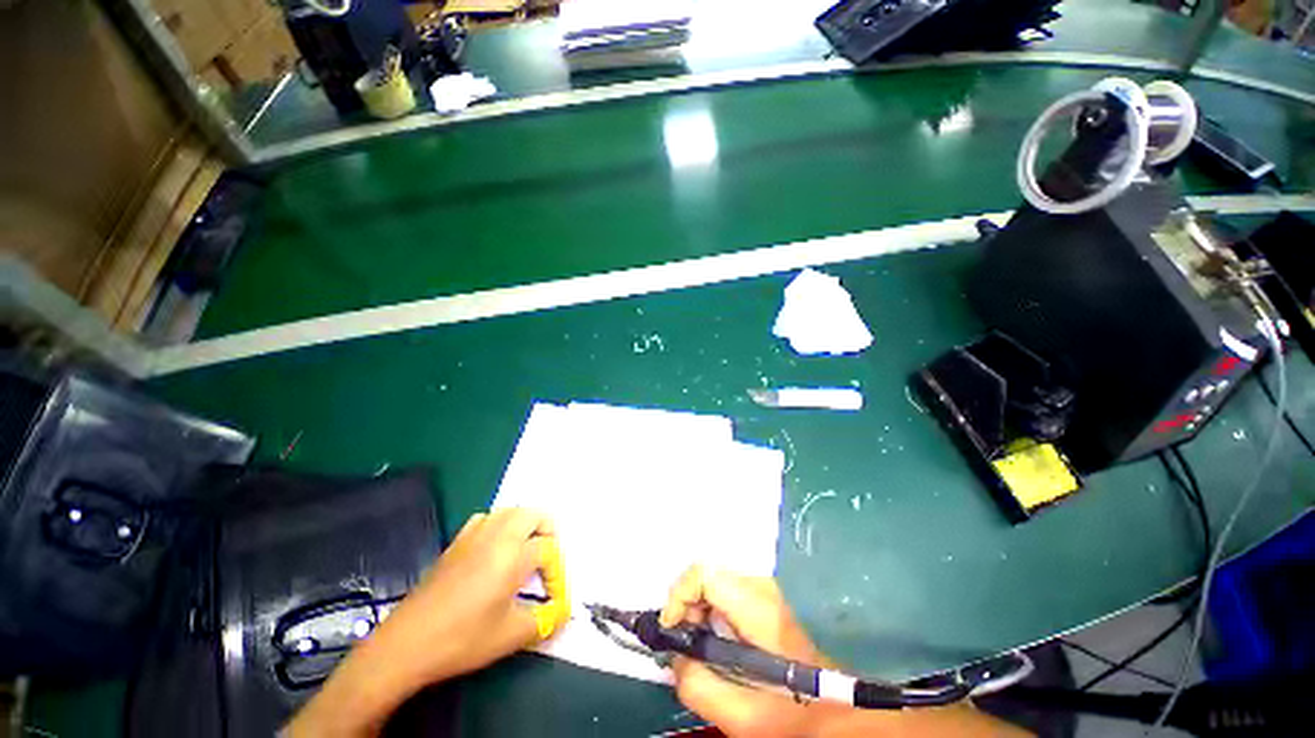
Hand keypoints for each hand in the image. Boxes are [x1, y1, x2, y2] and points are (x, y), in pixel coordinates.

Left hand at [288, 508, 567, 737]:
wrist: (407, 643)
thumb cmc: (463, 639)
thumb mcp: (511, 635)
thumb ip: (545, 620)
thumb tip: (563, 612)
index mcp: (514, 554)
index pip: (549, 550)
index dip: (557, 573)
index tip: (554, 598)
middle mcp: (497, 536)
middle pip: (534, 515)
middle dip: (548, 532)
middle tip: (547, 560)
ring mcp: (474, 536)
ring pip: (510, 511)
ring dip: (525, 525)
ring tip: (525, 551)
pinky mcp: (456, 543)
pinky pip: (486, 518)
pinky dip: (499, 525)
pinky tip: (494, 549)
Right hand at [660, 565, 842, 736]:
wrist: (833, 713)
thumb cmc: (790, 716)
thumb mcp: (739, 715)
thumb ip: (696, 684)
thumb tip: (673, 655)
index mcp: (758, 606)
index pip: (704, 573)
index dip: (679, 595)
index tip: (671, 630)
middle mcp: (761, 586)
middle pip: (707, 575)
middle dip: (686, 606)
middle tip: (683, 643)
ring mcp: (765, 590)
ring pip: (714, 582)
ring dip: (696, 610)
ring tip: (696, 646)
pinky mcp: (764, 598)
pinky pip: (725, 592)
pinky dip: (709, 612)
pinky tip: (712, 641)